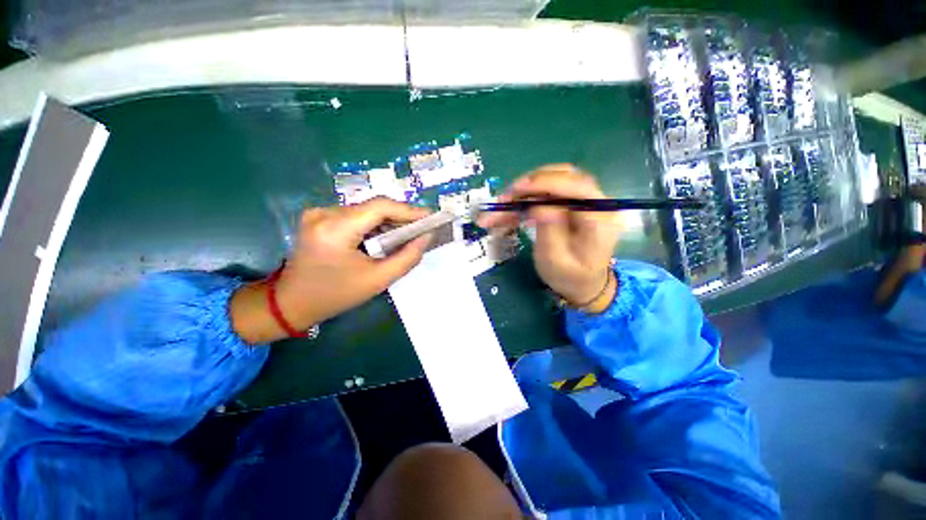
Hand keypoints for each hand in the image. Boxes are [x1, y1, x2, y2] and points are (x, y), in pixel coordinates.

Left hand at [231, 197, 432, 342]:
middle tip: (423, 227)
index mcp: (336, 229)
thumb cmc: (336, 295)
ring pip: (366, 210)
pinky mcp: (319, 217)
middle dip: (401, 216)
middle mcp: (324, 213)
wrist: (291, 303)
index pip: (380, 207)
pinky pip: (356, 215)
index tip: (430, 217)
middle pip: (374, 206)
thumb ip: (407, 257)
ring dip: (389, 220)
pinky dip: (375, 224)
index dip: (409, 210)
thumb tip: (426, 237)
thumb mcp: (377, 280)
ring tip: (409, 232)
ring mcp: (319, 213)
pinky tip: (386, 235)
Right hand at [477, 164, 620, 312]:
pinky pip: (546, 195)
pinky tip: (509, 213)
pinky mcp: (570, 205)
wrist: (583, 284)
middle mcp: (596, 203)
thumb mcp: (556, 261)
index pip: (578, 187)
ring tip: (502, 207)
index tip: (518, 188)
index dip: (546, 183)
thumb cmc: (570, 277)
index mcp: (601, 218)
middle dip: (531, 184)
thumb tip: (539, 205)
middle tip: (505, 198)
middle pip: (564, 178)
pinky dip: (525, 201)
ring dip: (525, 192)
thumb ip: (550, 232)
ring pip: (552, 183)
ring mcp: (583, 202)